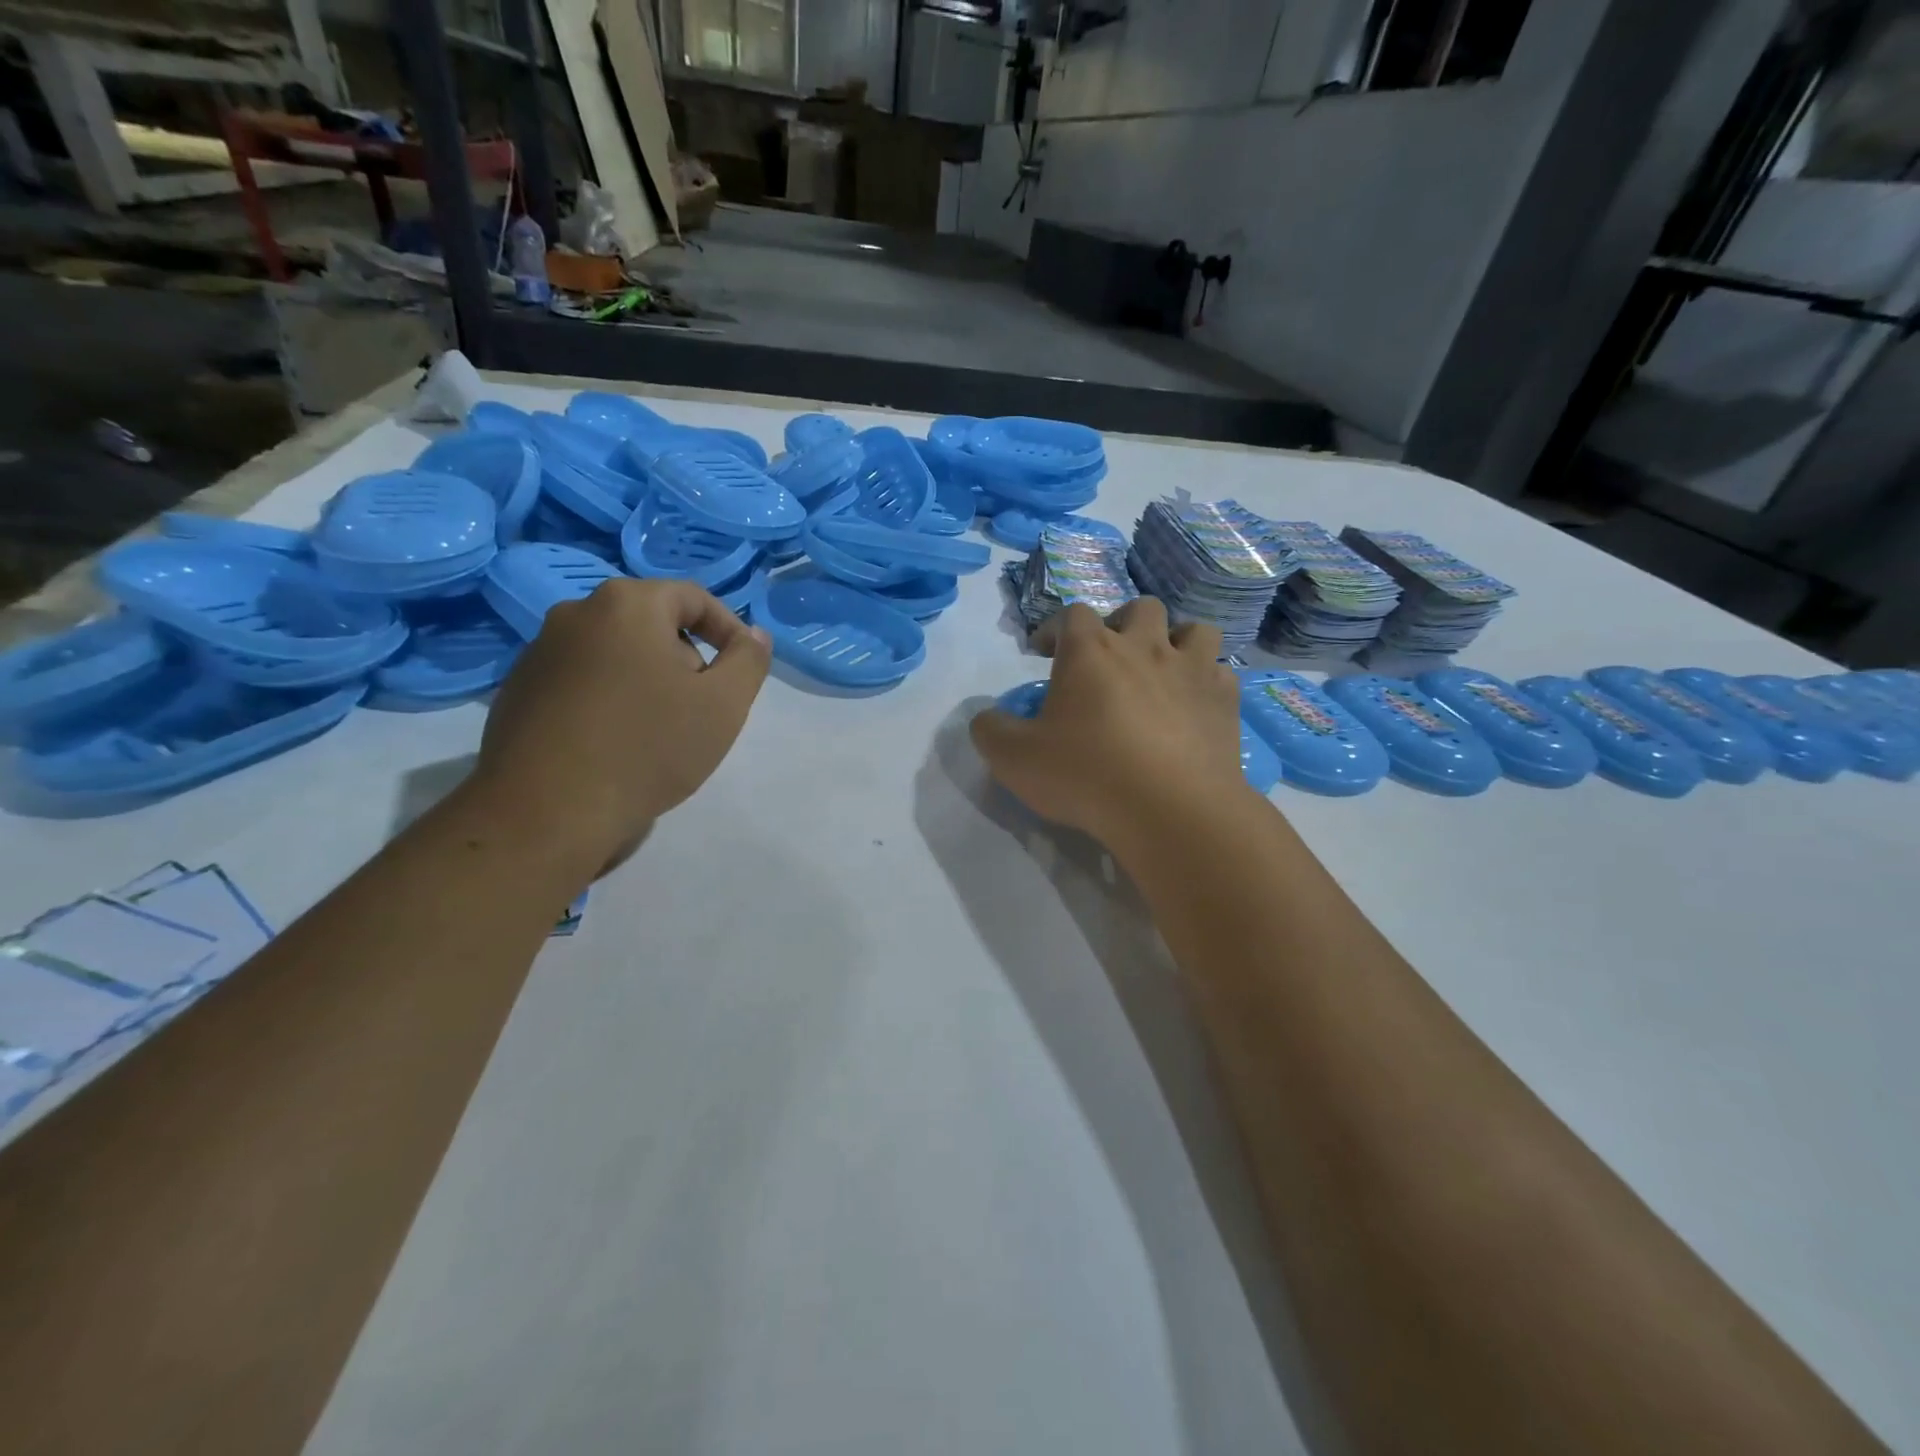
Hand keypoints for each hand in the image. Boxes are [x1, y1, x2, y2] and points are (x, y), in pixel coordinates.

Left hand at [467, 578, 770, 879]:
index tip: (742, 672)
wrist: (547, 812)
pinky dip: (609, 699)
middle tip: (702, 707)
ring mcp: (539, 652)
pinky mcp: (518, 691)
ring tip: (660, 731)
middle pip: (652, 624)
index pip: (694, 598)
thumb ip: (749, 660)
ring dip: (647, 680)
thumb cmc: (648, 748)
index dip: (729, 630)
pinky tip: (616, 744)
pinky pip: (581, 681)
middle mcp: (576, 613)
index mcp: (627, 604)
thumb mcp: (724, 704)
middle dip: (687, 659)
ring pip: (615, 653)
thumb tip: (753, 635)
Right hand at [969, 598, 1249, 853]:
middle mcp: (1145, 646)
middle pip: (1140, 608)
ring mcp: (1192, 671)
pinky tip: (1194, 706)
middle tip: (1109, 657)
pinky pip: (1221, 673)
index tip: (1044, 652)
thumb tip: (987, 718)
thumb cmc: (1086, 775)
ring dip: (1176, 642)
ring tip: (1163, 670)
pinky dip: (1207, 682)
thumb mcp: (1014, 759)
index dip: (1055, 628)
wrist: (1170, 809)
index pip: (1071, 614)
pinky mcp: (1225, 702)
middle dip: (1121, 624)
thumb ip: (990, 731)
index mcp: (1091, 651)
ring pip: (1194, 630)